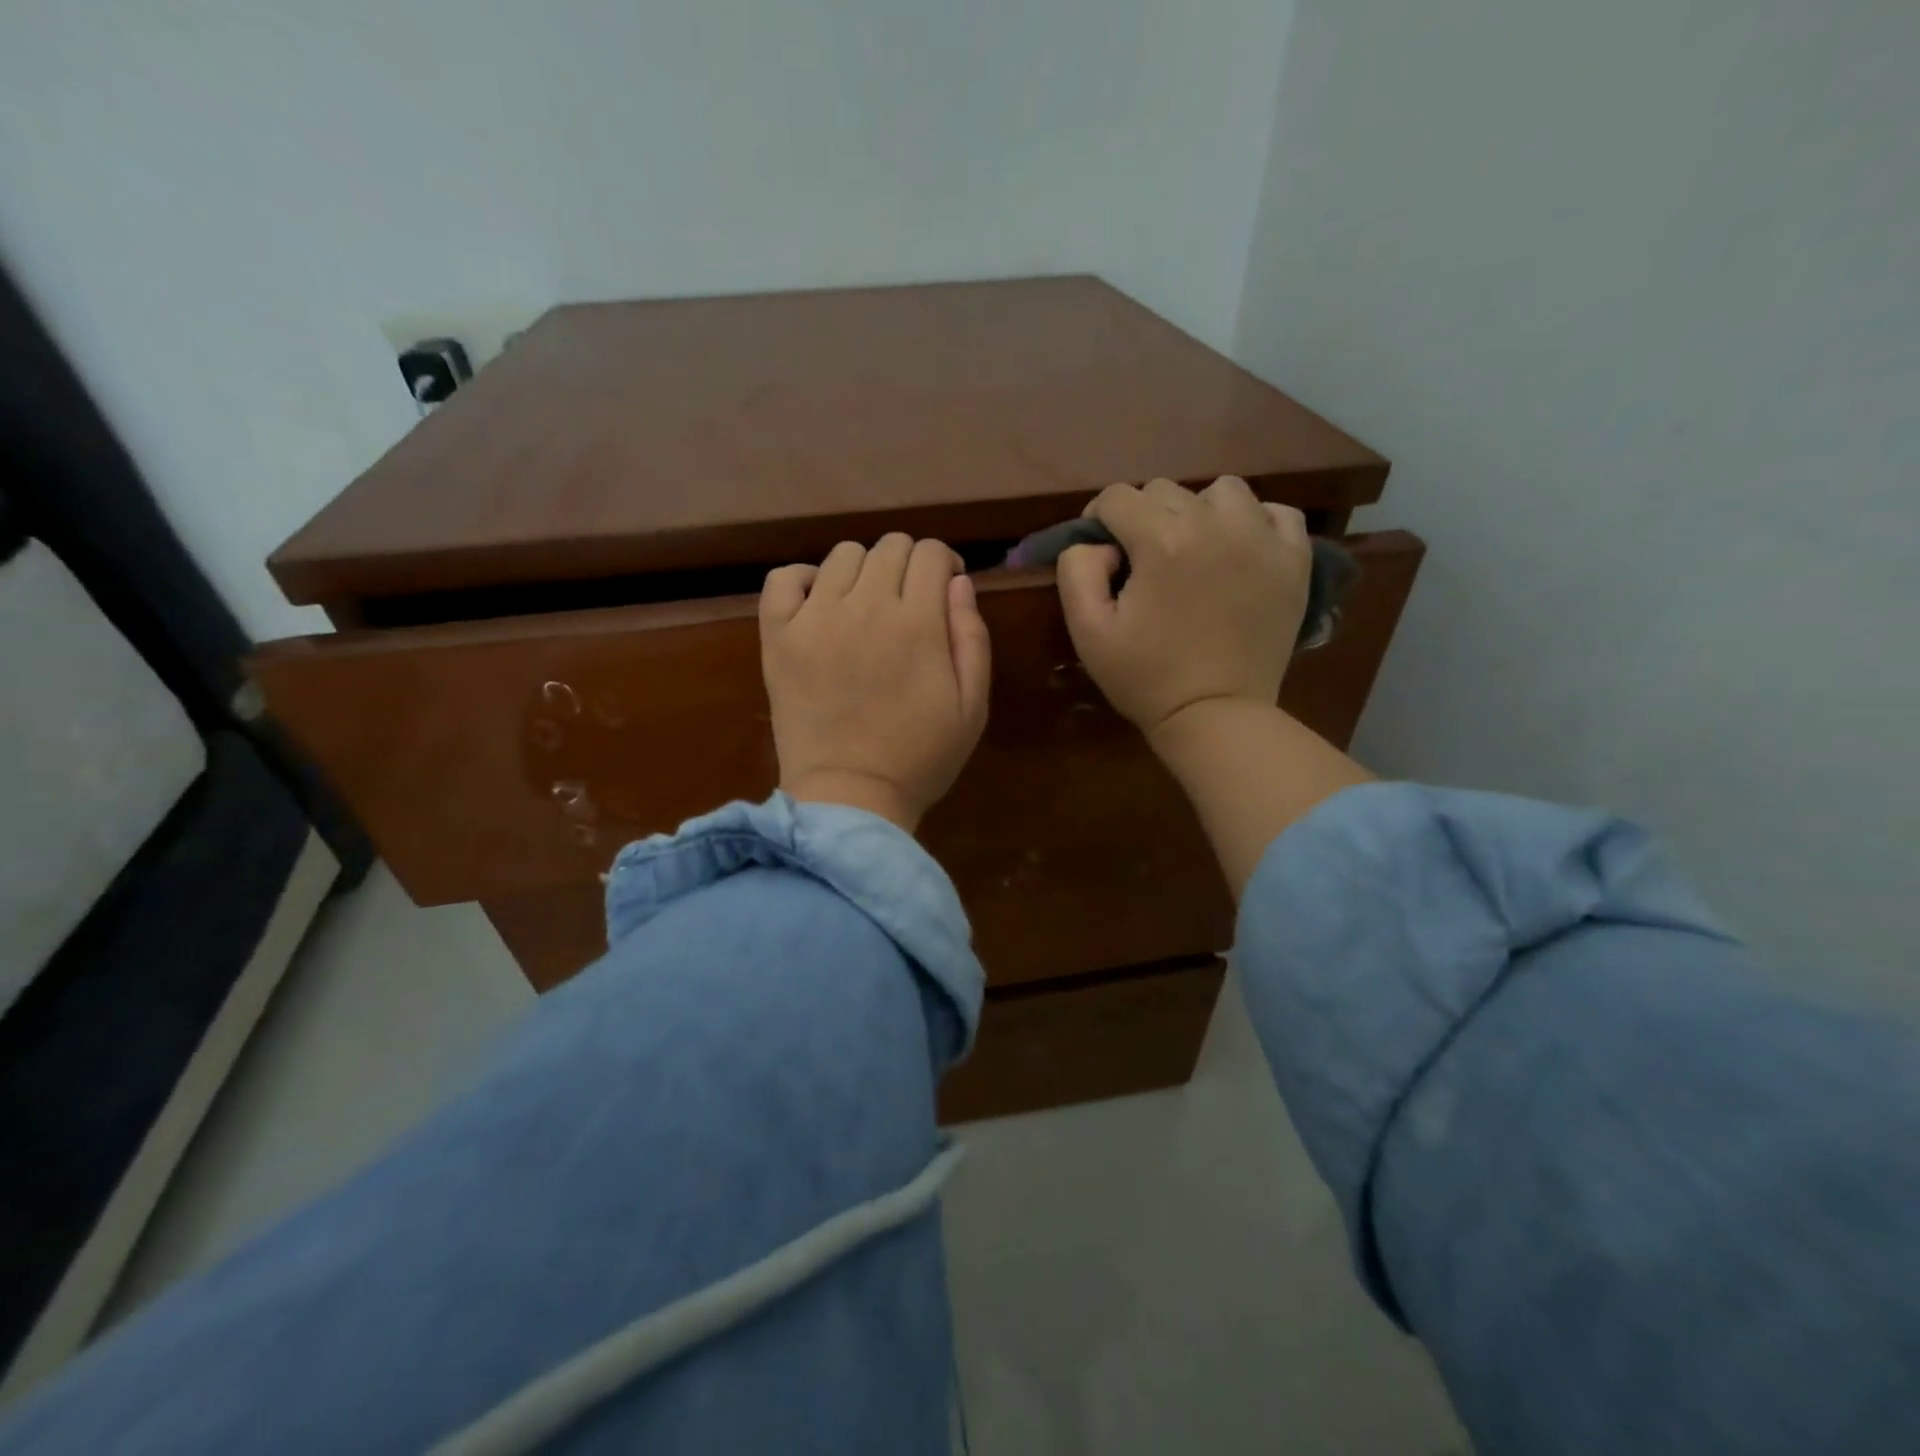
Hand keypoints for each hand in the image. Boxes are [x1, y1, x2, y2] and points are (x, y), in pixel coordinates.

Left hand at [761, 534, 991, 832]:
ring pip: (843, 555)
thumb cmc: (920, 758)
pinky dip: (804, 579)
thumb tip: (958, 582)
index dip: (945, 563)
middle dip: (909, 564)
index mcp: (918, 622)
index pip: (932, 553)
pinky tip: (819, 604)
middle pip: (890, 546)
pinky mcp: (779, 635)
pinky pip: (784, 578)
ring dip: (863, 571)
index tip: (945, 589)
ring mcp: (816, 617)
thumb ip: (972, 637)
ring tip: (865, 606)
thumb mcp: (972, 706)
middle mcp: (866, 606)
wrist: (849, 796)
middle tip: (909, 602)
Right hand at [1056, 477, 1311, 740]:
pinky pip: (1275, 512)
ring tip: (1195, 550)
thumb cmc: (1146, 677)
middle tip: (1144, 562)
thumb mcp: (1087, 632)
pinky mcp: (1295, 559)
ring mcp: (1262, 538)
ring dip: (1199, 511)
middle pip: (1166, 490)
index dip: (1099, 520)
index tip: (1102, 551)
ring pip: (1222, 491)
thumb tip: (1097, 541)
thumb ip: (1077, 570)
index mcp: (1161, 540)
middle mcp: (1215, 524)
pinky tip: (1240, 551)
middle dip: (1145, 518)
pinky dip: (1255, 522)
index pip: (1118, 497)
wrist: (1215, 715)